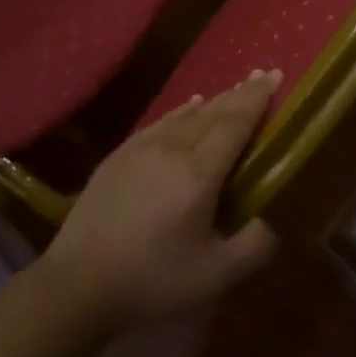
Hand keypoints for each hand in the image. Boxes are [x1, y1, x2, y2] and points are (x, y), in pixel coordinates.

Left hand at [38, 71, 282, 331]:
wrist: (80, 280)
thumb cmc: (153, 279)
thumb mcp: (215, 275)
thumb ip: (254, 245)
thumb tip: (275, 219)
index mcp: (199, 172)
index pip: (235, 123)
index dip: (257, 99)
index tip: (275, 75)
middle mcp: (172, 148)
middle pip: (213, 112)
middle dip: (240, 93)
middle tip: (262, 76)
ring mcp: (141, 147)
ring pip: (186, 114)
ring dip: (214, 100)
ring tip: (233, 90)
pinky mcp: (120, 154)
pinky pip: (161, 122)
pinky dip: (181, 111)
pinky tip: (189, 107)